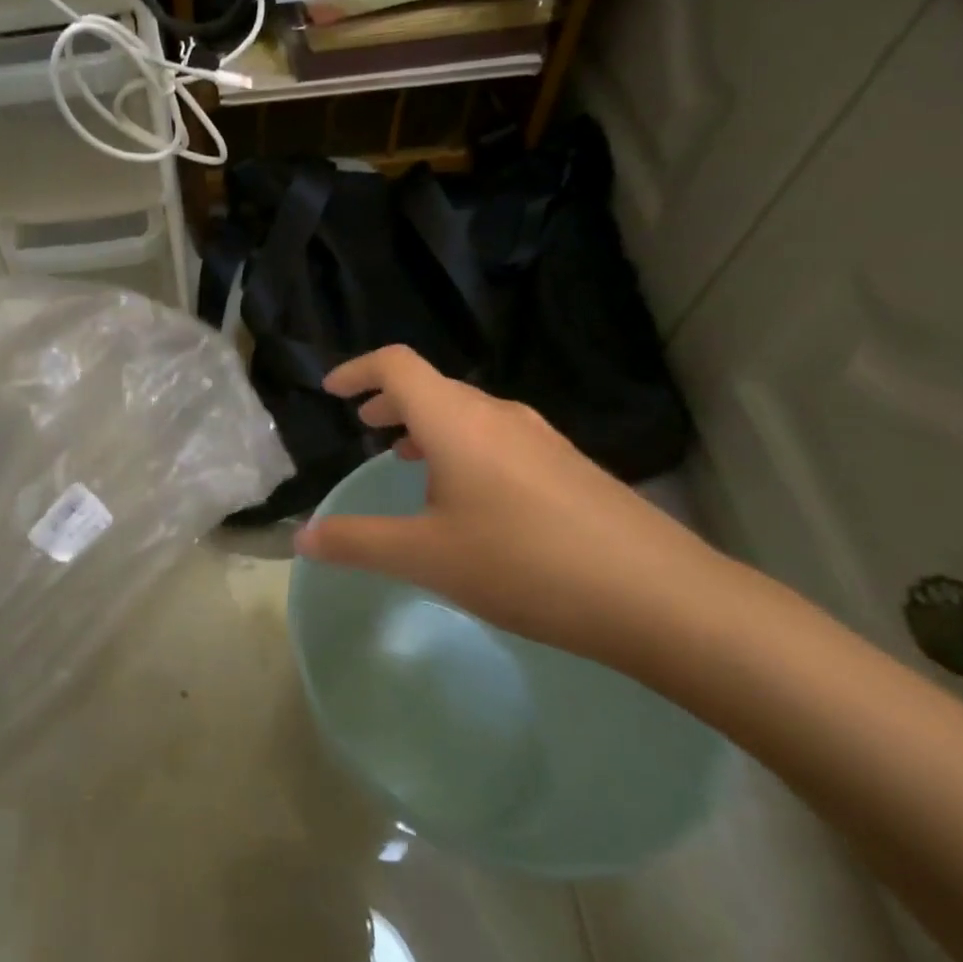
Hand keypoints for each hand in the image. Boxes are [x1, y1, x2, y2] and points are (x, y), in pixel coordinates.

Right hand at [293, 345, 719, 667]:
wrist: (660, 596)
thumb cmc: (525, 564)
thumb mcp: (426, 556)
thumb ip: (357, 542)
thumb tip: (302, 538)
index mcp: (455, 420)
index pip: (396, 365)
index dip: (358, 370)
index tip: (331, 390)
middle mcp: (497, 415)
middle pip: (432, 386)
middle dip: (390, 401)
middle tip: (364, 426)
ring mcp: (540, 438)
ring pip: (467, 413)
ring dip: (428, 425)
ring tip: (409, 459)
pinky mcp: (569, 466)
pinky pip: (498, 437)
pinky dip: (463, 446)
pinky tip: (469, 496)